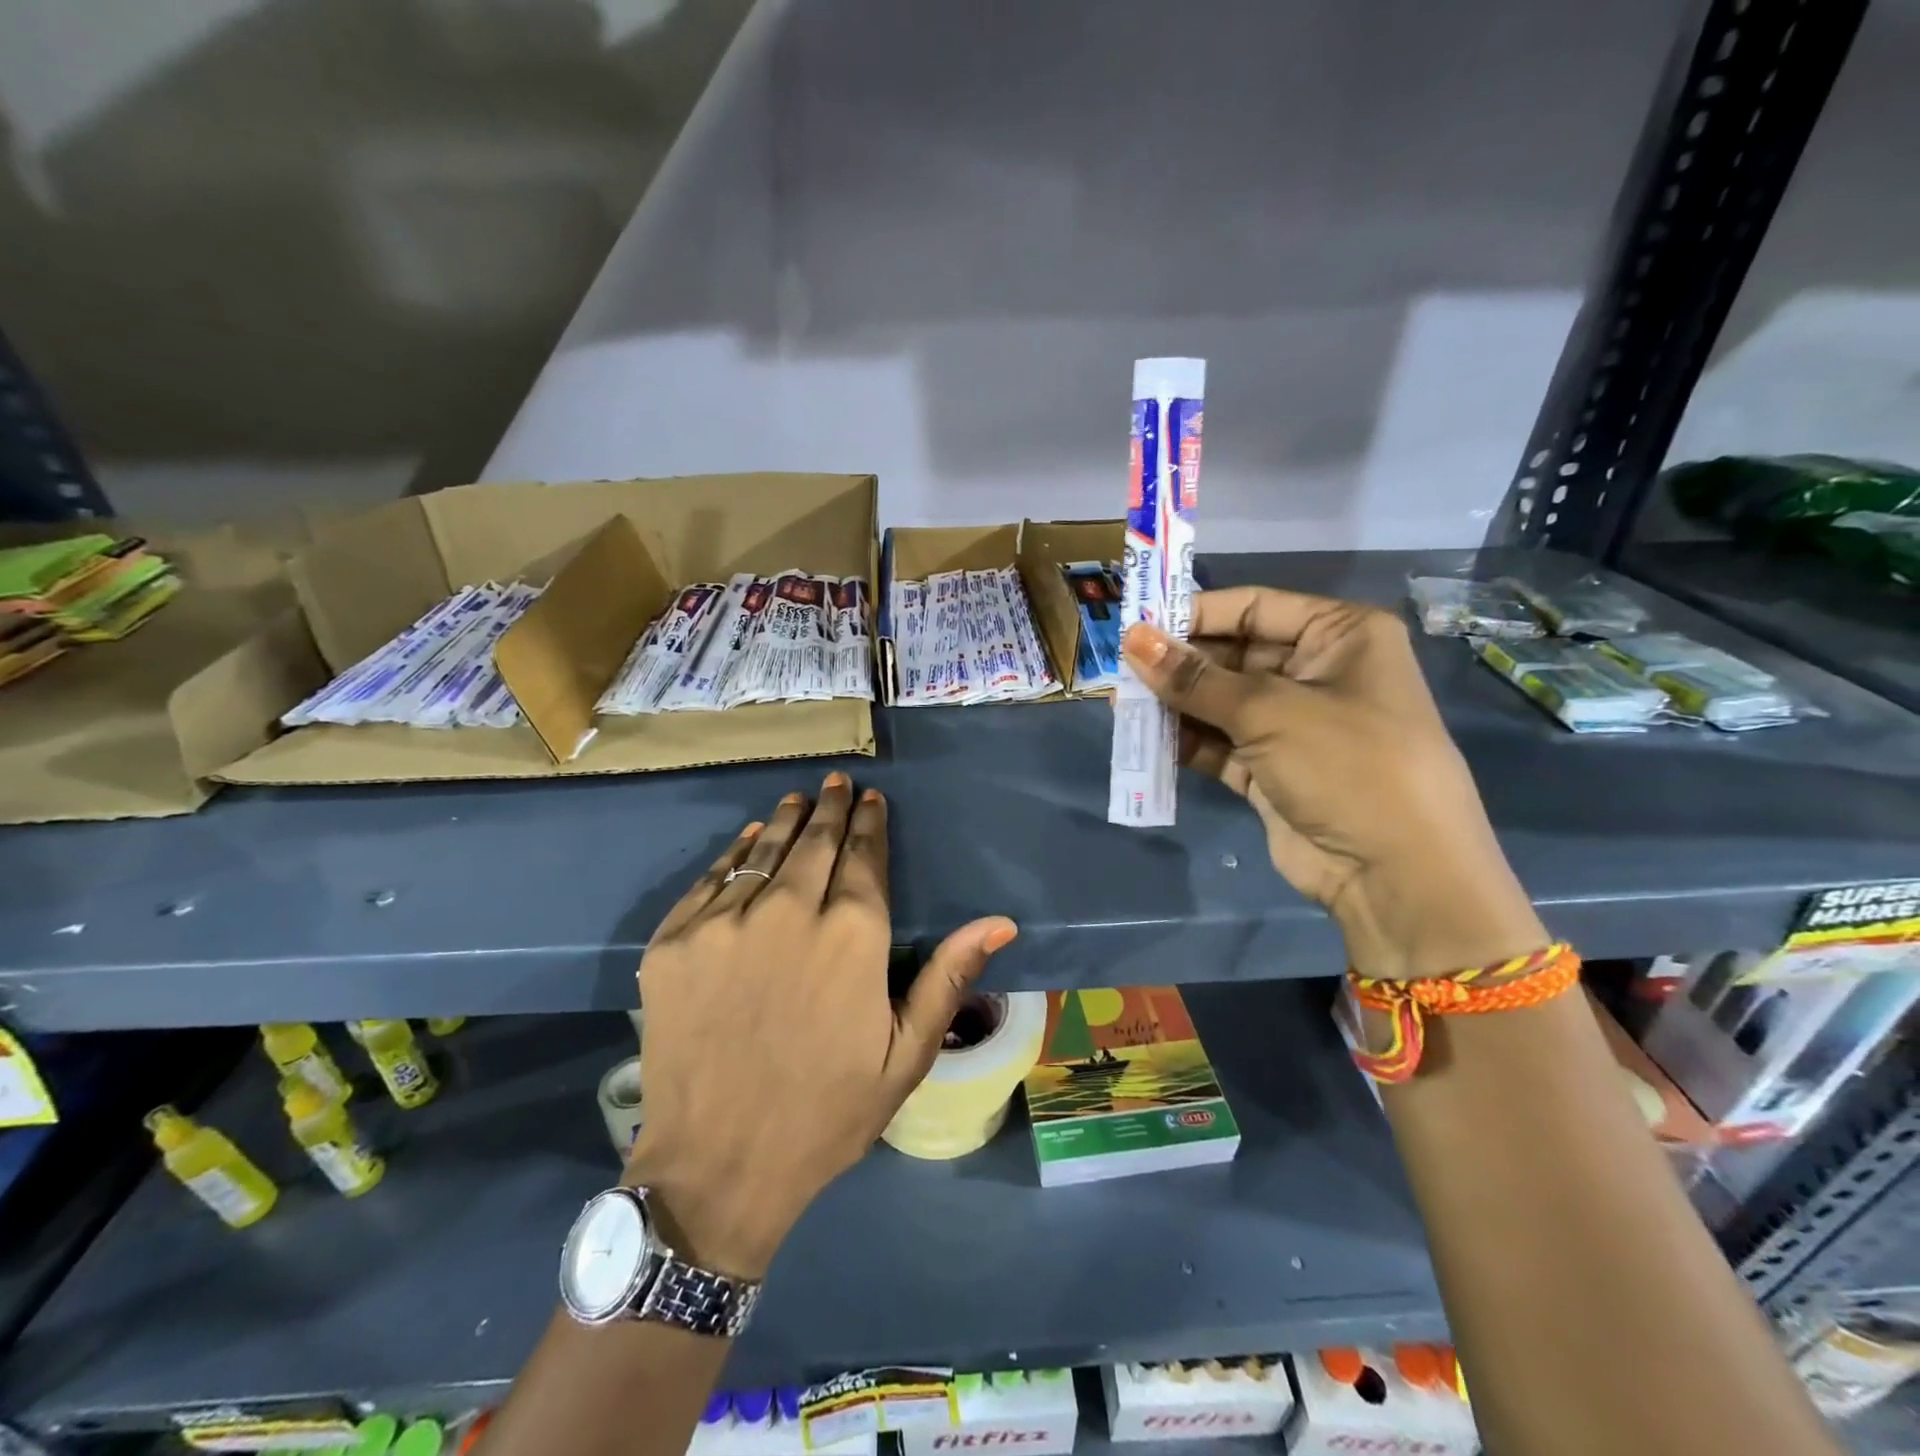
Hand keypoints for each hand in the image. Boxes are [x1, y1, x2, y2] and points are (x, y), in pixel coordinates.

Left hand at [626, 772, 1017, 1278]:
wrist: (715, 1168)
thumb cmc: (826, 1114)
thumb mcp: (905, 1055)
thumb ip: (948, 977)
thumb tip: (1000, 921)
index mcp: (852, 936)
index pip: (864, 858)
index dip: (870, 824)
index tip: (872, 800)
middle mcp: (789, 911)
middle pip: (815, 843)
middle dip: (832, 809)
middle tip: (838, 782)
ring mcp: (724, 923)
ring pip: (763, 851)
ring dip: (787, 821)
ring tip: (800, 798)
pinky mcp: (675, 941)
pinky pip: (711, 879)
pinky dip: (735, 852)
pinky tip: (749, 838)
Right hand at [1121, 589, 1545, 978]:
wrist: (1395, 873)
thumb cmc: (1346, 763)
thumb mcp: (1268, 711)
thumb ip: (1194, 678)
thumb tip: (1132, 639)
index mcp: (1339, 636)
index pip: (1253, 608)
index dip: (1193, 614)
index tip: (1136, 625)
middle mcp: (1317, 672)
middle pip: (1232, 656)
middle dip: (1178, 664)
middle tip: (1120, 670)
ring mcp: (1294, 725)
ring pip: (1220, 703)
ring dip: (1176, 705)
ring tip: (1122, 704)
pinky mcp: (1271, 770)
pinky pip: (1220, 744)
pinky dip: (1186, 742)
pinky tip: (1146, 740)